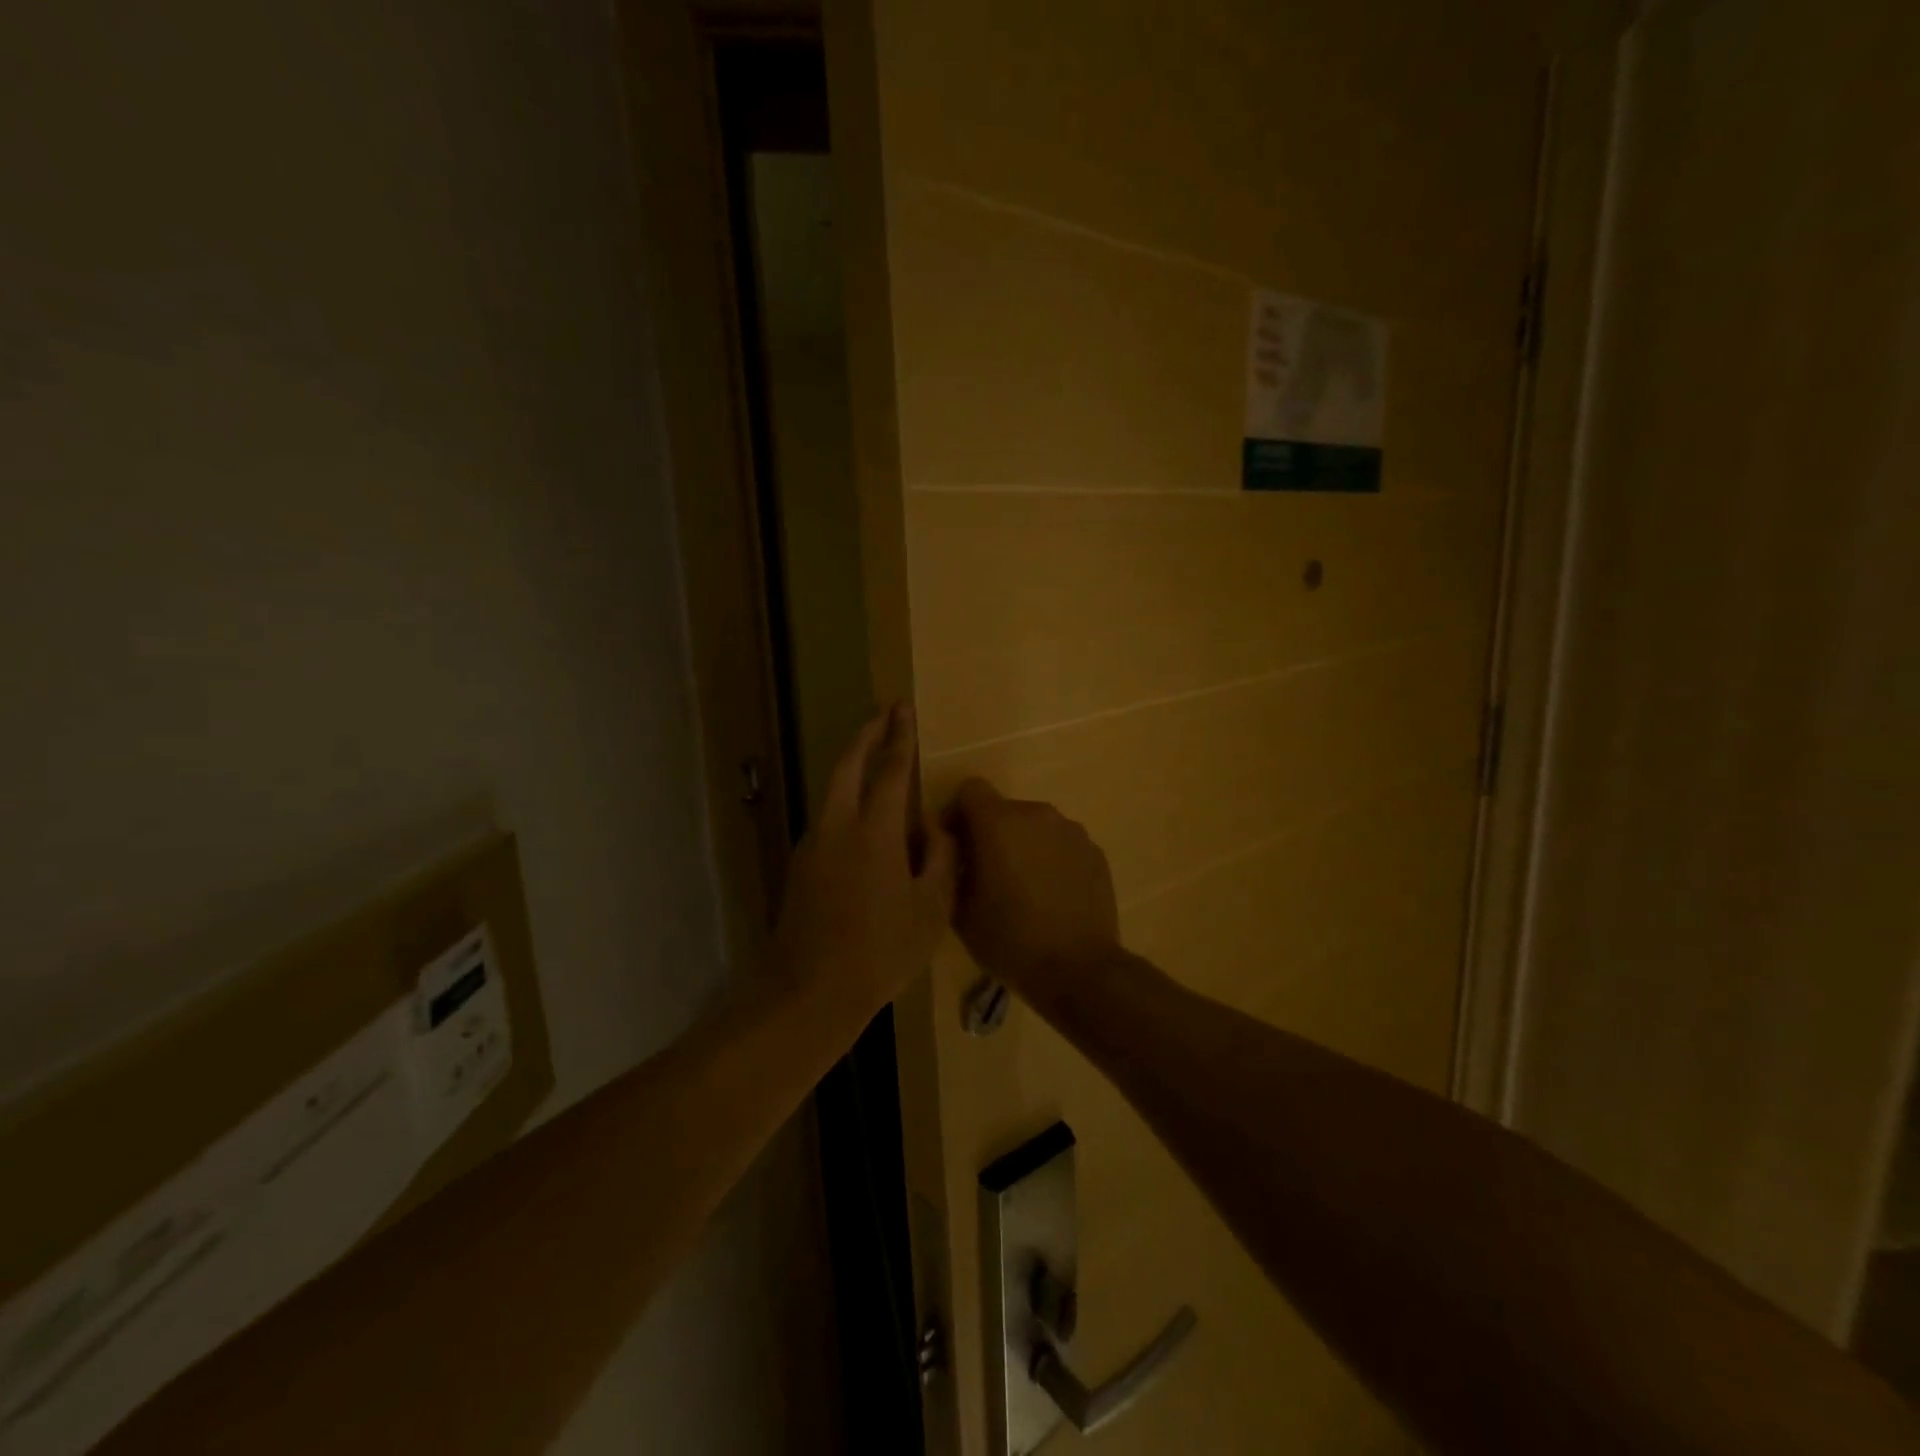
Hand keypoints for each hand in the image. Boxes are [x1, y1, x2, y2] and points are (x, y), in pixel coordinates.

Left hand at [772, 704, 956, 1028]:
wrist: (809, 992)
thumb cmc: (880, 952)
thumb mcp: (929, 910)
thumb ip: (939, 859)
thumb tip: (938, 827)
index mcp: (874, 832)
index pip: (890, 770)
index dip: (900, 737)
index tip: (903, 709)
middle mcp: (837, 826)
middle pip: (847, 764)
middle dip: (866, 734)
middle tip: (884, 715)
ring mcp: (813, 844)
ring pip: (831, 789)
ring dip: (851, 765)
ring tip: (875, 759)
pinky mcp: (801, 865)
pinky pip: (827, 816)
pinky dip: (845, 798)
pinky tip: (863, 818)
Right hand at [945, 779, 1119, 997]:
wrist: (1079, 969)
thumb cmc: (1010, 940)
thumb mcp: (960, 910)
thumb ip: (951, 869)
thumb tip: (955, 853)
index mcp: (999, 822)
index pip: (970, 790)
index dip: (957, 812)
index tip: (956, 845)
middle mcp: (1037, 814)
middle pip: (1004, 810)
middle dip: (991, 834)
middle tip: (986, 874)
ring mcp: (1072, 831)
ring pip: (1035, 828)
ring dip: (1023, 846)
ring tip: (1023, 888)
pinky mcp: (1096, 852)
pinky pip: (1062, 845)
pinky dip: (1051, 860)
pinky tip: (1052, 897)